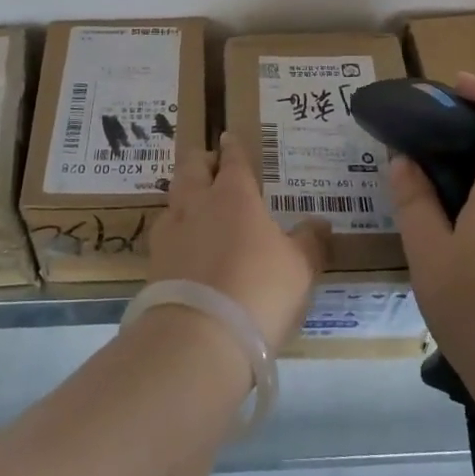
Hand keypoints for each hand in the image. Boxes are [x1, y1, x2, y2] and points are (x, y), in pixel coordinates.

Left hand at [149, 132, 327, 347]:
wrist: (199, 338)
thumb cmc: (259, 290)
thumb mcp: (300, 268)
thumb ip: (309, 242)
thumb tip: (320, 222)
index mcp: (234, 196)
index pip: (232, 161)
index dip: (232, 148)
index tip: (228, 137)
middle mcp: (197, 205)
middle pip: (191, 168)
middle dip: (201, 160)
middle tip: (209, 162)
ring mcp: (170, 233)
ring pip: (173, 198)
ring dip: (184, 193)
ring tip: (195, 202)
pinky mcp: (154, 264)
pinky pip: (165, 234)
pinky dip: (176, 231)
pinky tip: (184, 244)